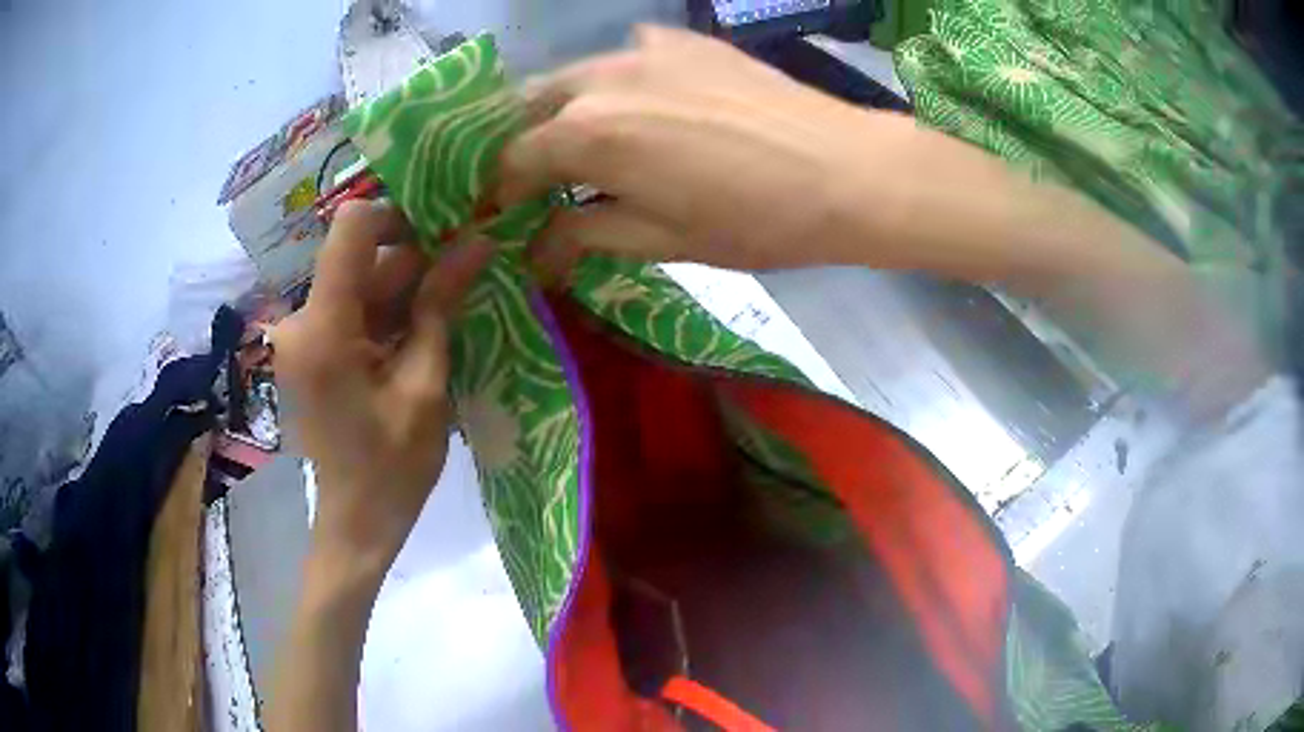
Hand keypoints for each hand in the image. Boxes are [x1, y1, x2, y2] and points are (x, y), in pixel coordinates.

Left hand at [273, 200, 491, 570]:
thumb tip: (477, 242)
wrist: (356, 521)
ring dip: (404, 289)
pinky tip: (418, 335)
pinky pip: (352, 307)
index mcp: (323, 328)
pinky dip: (387, 311)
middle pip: (360, 256)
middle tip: (464, 275)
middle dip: (414, 260)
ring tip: (447, 312)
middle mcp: (301, 319)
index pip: (351, 227)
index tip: (445, 232)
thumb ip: (441, 306)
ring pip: (360, 280)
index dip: (399, 216)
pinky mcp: (309, 346)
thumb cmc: (393, 467)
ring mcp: (302, 333)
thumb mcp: (425, 385)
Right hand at [498, 25, 897, 273]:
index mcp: (584, 133)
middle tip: (536, 182)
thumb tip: (535, 252)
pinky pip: (624, 57)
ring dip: (562, 112)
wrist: (845, 170)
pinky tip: (641, 105)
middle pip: (529, 110)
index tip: (500, 218)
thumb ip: (583, 234)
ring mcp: (641, 49)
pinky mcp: (681, 40)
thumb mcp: (660, 240)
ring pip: (573, 78)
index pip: (511, 163)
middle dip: (522, 147)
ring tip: (582, 145)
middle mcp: (598, 79)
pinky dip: (614, 84)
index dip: (498, 195)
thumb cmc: (753, 219)